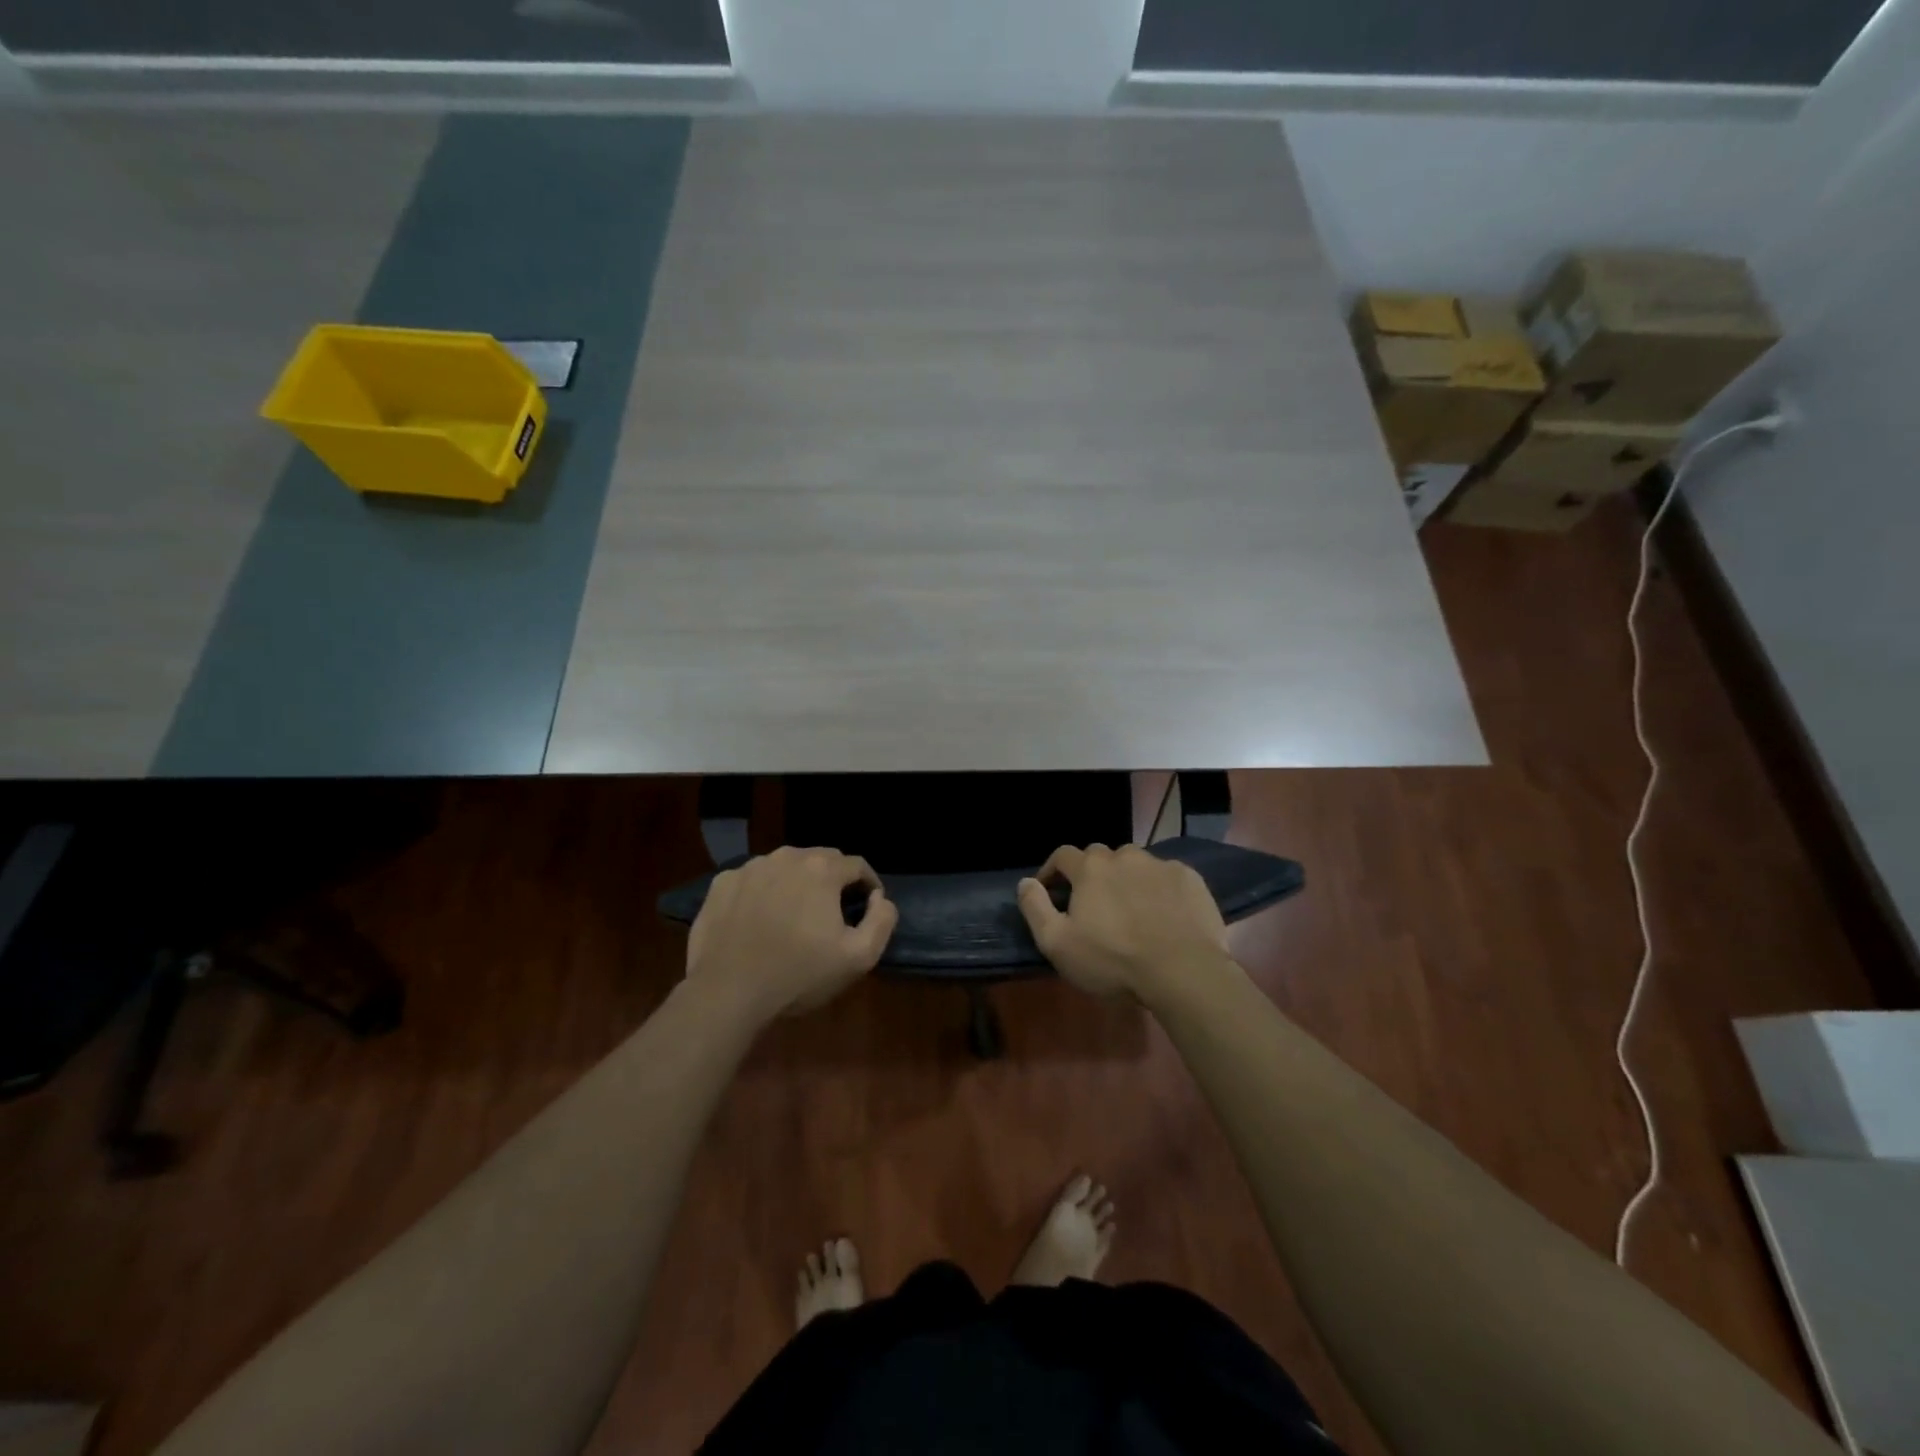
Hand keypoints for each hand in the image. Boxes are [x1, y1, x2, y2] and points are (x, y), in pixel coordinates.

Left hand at [686, 847, 898, 1021]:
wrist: (727, 992)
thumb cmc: (798, 975)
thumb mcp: (859, 958)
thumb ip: (882, 921)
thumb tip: (879, 898)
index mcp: (822, 869)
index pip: (857, 865)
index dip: (868, 885)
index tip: (867, 908)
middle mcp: (787, 856)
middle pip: (821, 860)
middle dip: (833, 881)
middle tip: (832, 913)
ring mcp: (750, 867)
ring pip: (786, 866)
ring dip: (797, 883)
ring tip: (795, 915)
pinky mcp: (722, 883)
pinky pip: (754, 879)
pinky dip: (763, 892)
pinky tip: (760, 919)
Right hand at [1016, 843, 1230, 1002]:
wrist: (1183, 971)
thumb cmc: (1113, 960)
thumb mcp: (1057, 943)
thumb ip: (1035, 908)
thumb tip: (1025, 882)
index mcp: (1090, 868)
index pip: (1062, 855)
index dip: (1052, 871)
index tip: (1050, 891)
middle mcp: (1124, 856)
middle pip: (1100, 856)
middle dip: (1091, 874)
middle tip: (1093, 904)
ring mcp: (1160, 865)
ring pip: (1135, 864)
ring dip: (1126, 879)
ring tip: (1130, 908)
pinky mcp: (1190, 879)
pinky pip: (1166, 876)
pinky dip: (1159, 889)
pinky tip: (1163, 914)